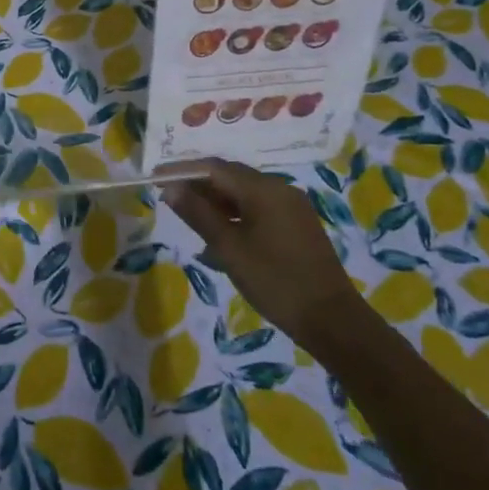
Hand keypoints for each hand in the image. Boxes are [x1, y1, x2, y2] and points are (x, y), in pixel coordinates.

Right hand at [159, 158, 361, 352]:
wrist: (333, 321)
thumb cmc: (276, 281)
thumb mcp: (229, 249)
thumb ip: (199, 214)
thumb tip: (171, 187)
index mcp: (263, 189)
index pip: (214, 168)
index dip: (182, 170)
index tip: (155, 177)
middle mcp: (279, 189)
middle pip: (230, 177)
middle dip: (198, 185)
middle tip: (169, 198)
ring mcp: (291, 207)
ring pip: (244, 194)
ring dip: (216, 203)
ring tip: (190, 219)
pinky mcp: (297, 226)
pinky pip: (258, 209)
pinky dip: (235, 217)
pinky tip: (219, 239)